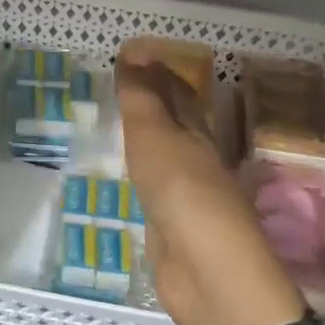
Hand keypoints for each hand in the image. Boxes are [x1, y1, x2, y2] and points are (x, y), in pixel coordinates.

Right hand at [116, 55, 305, 324]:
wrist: (204, 270)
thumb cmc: (181, 191)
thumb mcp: (156, 137)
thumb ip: (142, 100)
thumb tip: (133, 55)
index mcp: (197, 132)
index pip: (178, 93)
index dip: (157, 71)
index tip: (132, 54)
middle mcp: (196, 158)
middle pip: (176, 122)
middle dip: (155, 101)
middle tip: (123, 83)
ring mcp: (185, 194)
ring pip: (164, 153)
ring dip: (146, 136)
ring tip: (120, 120)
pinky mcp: (171, 225)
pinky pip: (153, 186)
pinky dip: (141, 171)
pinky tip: (129, 173)